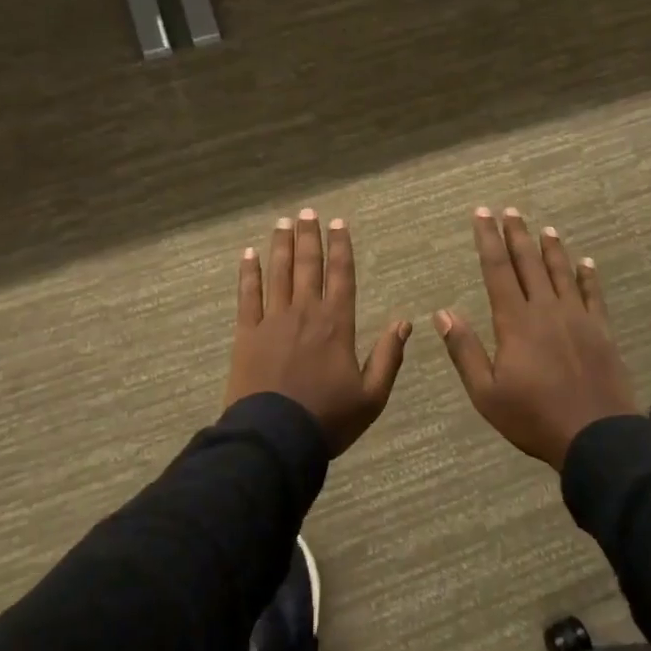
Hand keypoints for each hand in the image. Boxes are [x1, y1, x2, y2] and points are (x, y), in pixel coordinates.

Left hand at [227, 210, 411, 455]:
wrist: (275, 438)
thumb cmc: (327, 419)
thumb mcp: (371, 396)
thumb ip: (388, 357)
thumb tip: (404, 322)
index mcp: (337, 324)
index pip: (341, 275)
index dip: (341, 248)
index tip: (339, 223)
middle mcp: (305, 312)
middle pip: (308, 266)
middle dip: (309, 237)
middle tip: (307, 212)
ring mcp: (272, 320)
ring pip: (278, 273)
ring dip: (281, 245)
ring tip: (283, 222)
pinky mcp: (246, 333)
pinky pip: (247, 295)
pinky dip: (248, 273)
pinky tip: (248, 254)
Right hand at [435, 207, 637, 469]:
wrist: (596, 437)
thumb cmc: (533, 417)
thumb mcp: (486, 392)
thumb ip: (464, 350)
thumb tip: (443, 313)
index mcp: (515, 322)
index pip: (497, 270)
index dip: (488, 240)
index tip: (482, 214)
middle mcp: (546, 310)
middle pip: (528, 263)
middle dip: (517, 235)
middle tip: (510, 210)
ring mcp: (577, 318)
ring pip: (561, 273)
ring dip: (551, 248)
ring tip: (545, 228)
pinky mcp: (601, 331)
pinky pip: (593, 295)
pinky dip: (588, 276)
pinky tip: (585, 263)